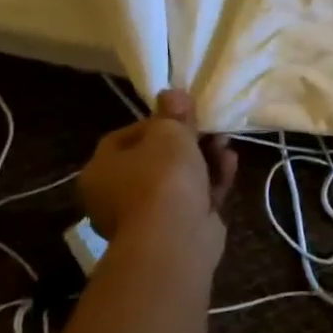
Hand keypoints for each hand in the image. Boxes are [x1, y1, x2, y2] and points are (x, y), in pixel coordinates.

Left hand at [78, 90, 236, 270]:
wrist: (175, 238)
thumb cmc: (162, 177)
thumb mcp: (169, 133)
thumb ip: (173, 113)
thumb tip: (172, 93)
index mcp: (101, 170)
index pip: (126, 136)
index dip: (157, 122)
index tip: (183, 114)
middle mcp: (116, 195)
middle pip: (156, 158)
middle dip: (187, 141)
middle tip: (210, 127)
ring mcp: (147, 215)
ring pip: (179, 179)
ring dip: (204, 159)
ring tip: (226, 143)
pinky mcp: (176, 229)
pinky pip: (194, 197)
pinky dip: (211, 180)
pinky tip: (231, 164)